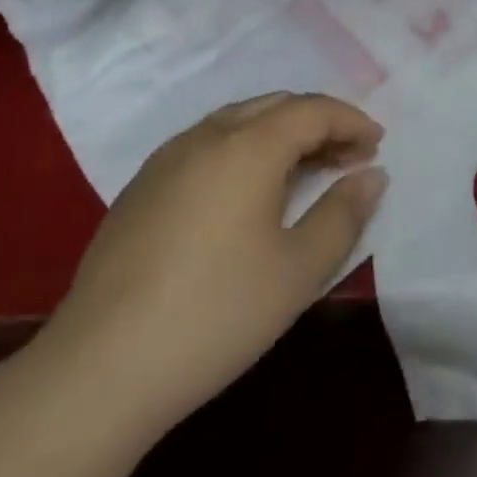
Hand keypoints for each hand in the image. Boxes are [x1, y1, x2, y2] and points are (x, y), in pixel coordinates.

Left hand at [39, 92, 387, 430]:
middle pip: (275, 106)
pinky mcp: (141, 187)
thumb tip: (372, 175)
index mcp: (249, 145)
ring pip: (238, 121)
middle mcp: (207, 136)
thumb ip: (343, 214)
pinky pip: (207, 144)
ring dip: (280, 134)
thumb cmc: (215, 314)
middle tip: (347, 155)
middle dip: (318, 122)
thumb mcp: (298, 271)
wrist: (98, 369)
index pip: (312, 110)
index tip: (377, 143)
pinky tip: (245, 193)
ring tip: (304, 170)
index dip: (350, 120)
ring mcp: (168, 158)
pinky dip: (243, 149)